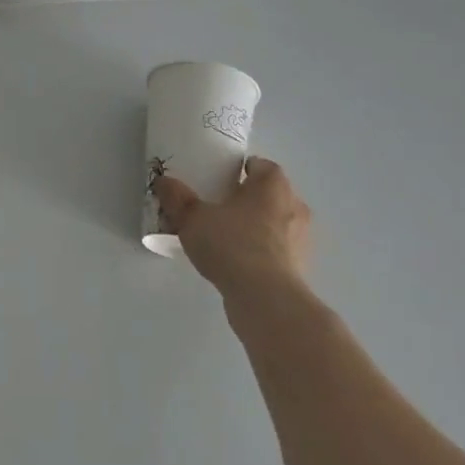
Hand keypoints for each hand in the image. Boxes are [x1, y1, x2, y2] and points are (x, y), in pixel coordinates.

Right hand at [152, 156, 312, 301]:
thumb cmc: (232, 244)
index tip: (222, 179)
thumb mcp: (193, 218)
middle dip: (249, 198)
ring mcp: (301, 239)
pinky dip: (263, 252)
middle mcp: (294, 206)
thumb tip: (163, 182)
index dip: (242, 170)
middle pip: (271, 194)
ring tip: (228, 238)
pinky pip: (278, 250)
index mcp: (273, 185)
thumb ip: (177, 198)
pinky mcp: (300, 268)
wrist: (265, 299)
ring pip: (277, 223)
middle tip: (221, 206)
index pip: (261, 166)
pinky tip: (239, 264)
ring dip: (258, 227)